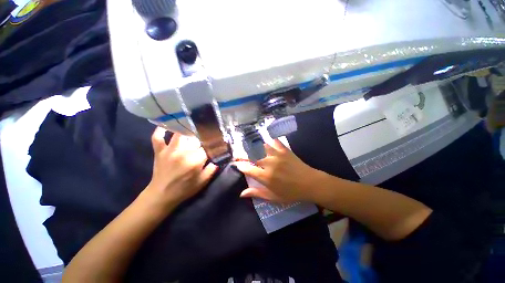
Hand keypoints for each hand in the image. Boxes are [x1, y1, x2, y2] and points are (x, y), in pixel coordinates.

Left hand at [145, 127, 218, 207]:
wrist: (162, 195)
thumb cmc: (184, 189)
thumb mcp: (203, 182)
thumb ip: (212, 169)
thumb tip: (219, 158)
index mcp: (195, 161)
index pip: (207, 147)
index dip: (212, 146)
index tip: (215, 146)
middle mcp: (183, 153)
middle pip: (196, 139)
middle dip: (202, 139)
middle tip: (205, 140)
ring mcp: (169, 150)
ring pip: (179, 134)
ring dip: (187, 131)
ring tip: (192, 129)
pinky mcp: (159, 151)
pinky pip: (157, 137)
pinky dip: (160, 131)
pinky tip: (166, 126)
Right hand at [234, 139, 324, 202]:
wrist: (310, 184)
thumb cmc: (291, 193)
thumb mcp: (273, 197)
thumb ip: (257, 193)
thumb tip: (242, 194)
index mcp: (266, 177)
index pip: (248, 169)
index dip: (240, 166)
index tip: (236, 164)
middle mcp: (269, 164)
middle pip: (251, 156)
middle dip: (242, 156)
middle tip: (238, 155)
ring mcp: (277, 155)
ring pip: (261, 147)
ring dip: (253, 146)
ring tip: (248, 147)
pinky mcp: (284, 150)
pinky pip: (274, 142)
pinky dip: (269, 140)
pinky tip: (265, 140)